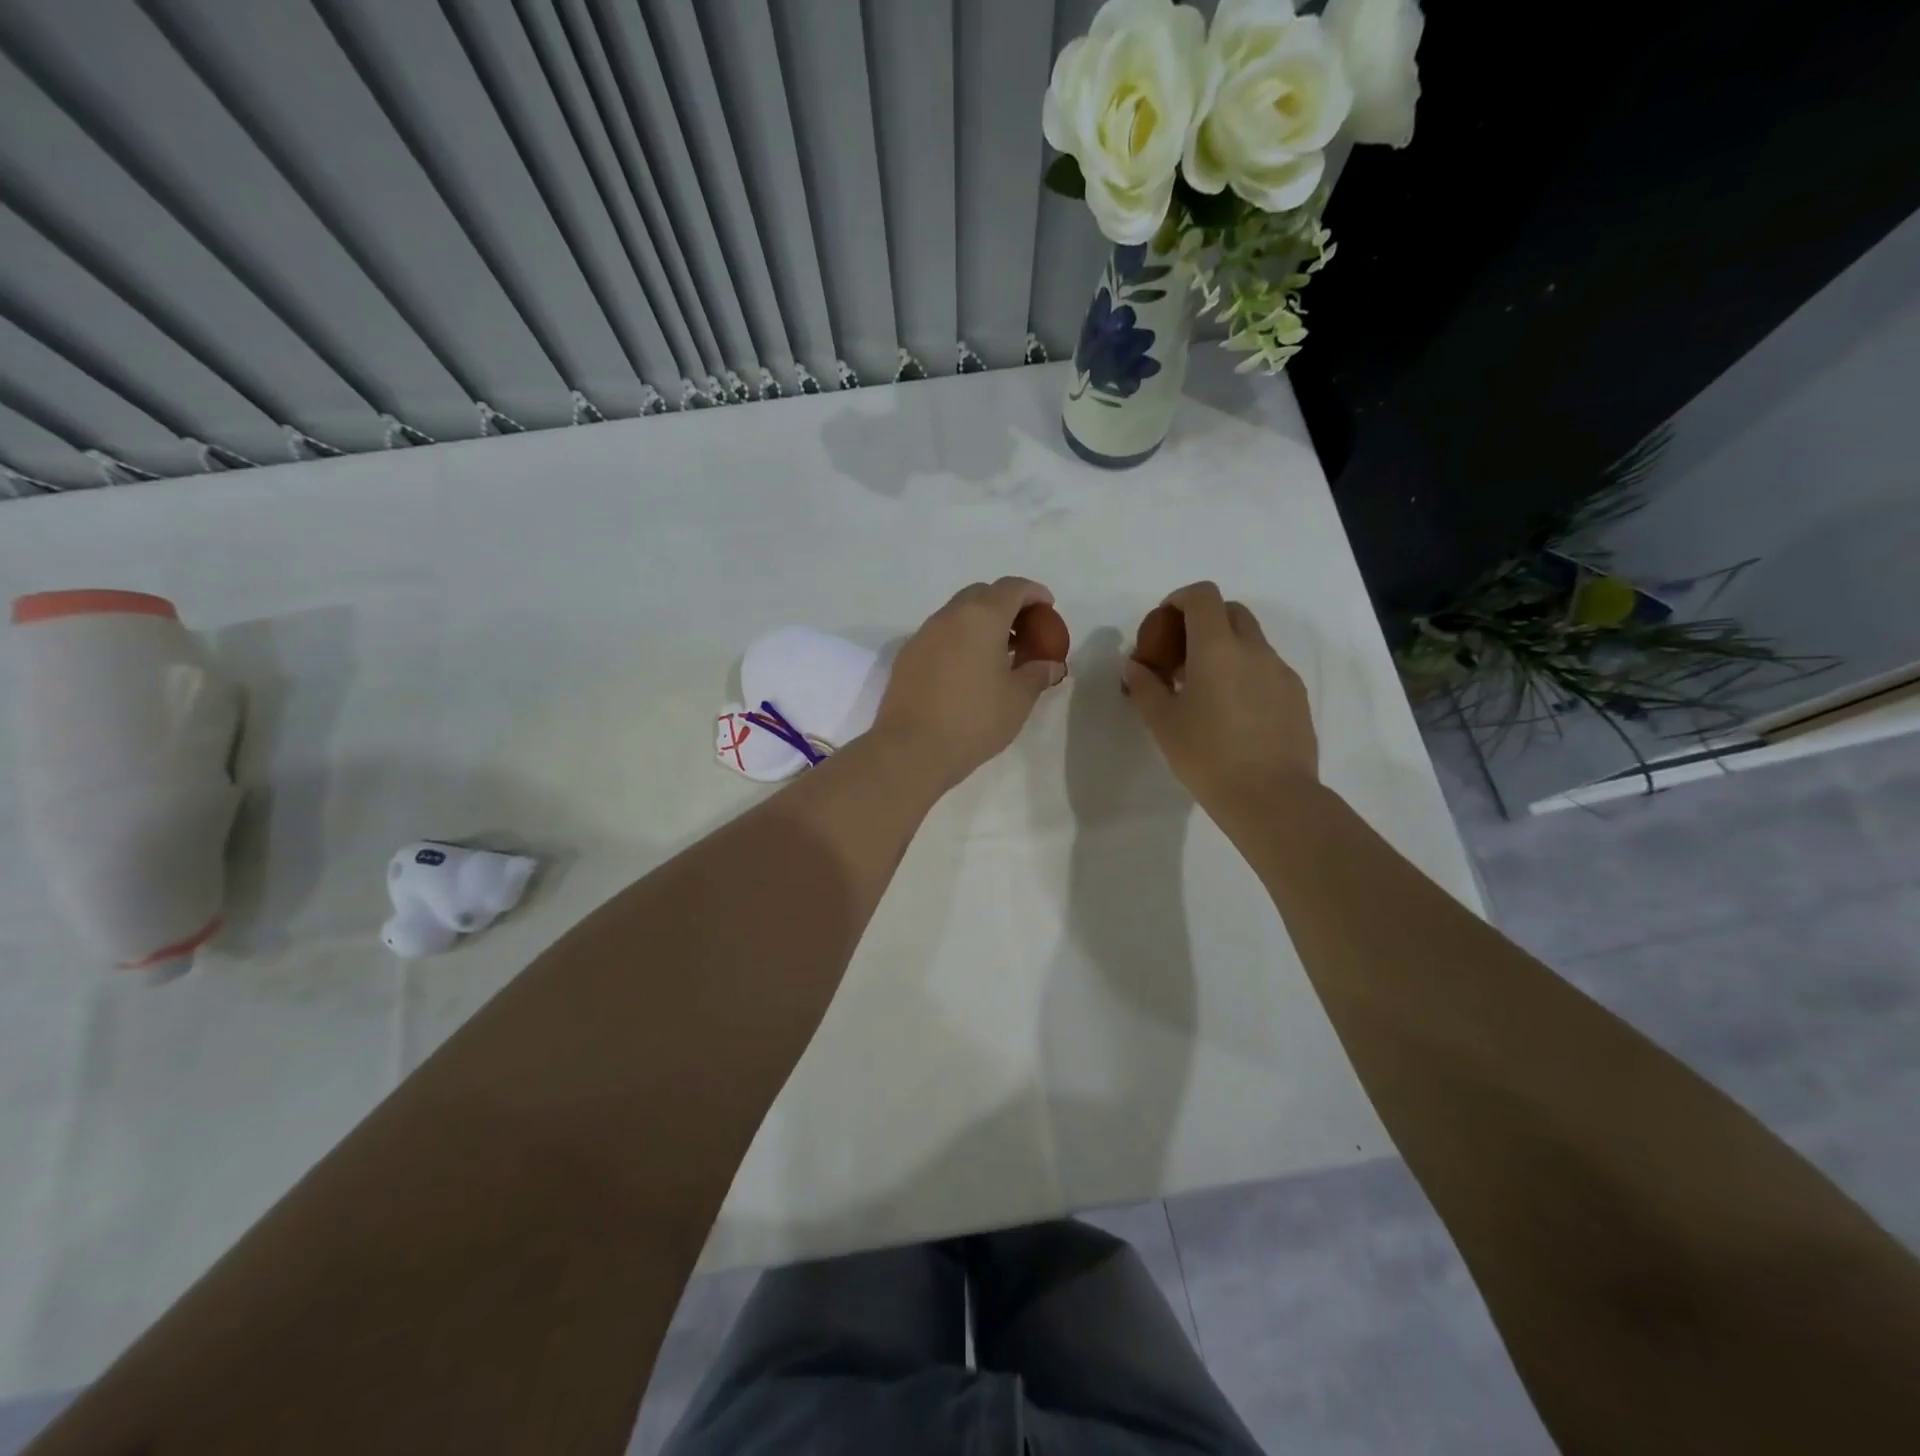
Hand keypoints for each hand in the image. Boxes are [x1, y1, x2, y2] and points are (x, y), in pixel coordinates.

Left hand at [872, 577, 1067, 789]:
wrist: (912, 748)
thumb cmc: (974, 719)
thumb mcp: (1018, 699)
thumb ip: (1038, 673)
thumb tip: (1050, 664)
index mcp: (981, 617)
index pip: (1012, 588)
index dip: (1034, 594)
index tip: (1048, 608)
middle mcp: (949, 616)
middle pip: (982, 595)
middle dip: (1006, 606)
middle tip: (1024, 633)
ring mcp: (923, 635)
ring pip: (957, 615)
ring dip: (980, 624)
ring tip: (998, 655)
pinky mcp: (907, 656)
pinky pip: (940, 636)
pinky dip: (959, 641)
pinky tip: (968, 671)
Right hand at [1121, 582, 1317, 817]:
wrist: (1272, 797)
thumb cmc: (1208, 756)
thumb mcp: (1163, 723)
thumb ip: (1145, 686)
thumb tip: (1135, 666)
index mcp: (1217, 648)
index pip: (1203, 596)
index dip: (1179, 599)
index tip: (1163, 624)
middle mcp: (1254, 649)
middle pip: (1231, 611)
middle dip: (1203, 621)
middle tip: (1181, 656)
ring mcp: (1280, 671)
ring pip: (1251, 641)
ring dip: (1225, 649)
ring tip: (1205, 689)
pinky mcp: (1296, 696)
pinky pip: (1267, 668)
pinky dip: (1245, 673)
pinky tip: (1233, 712)